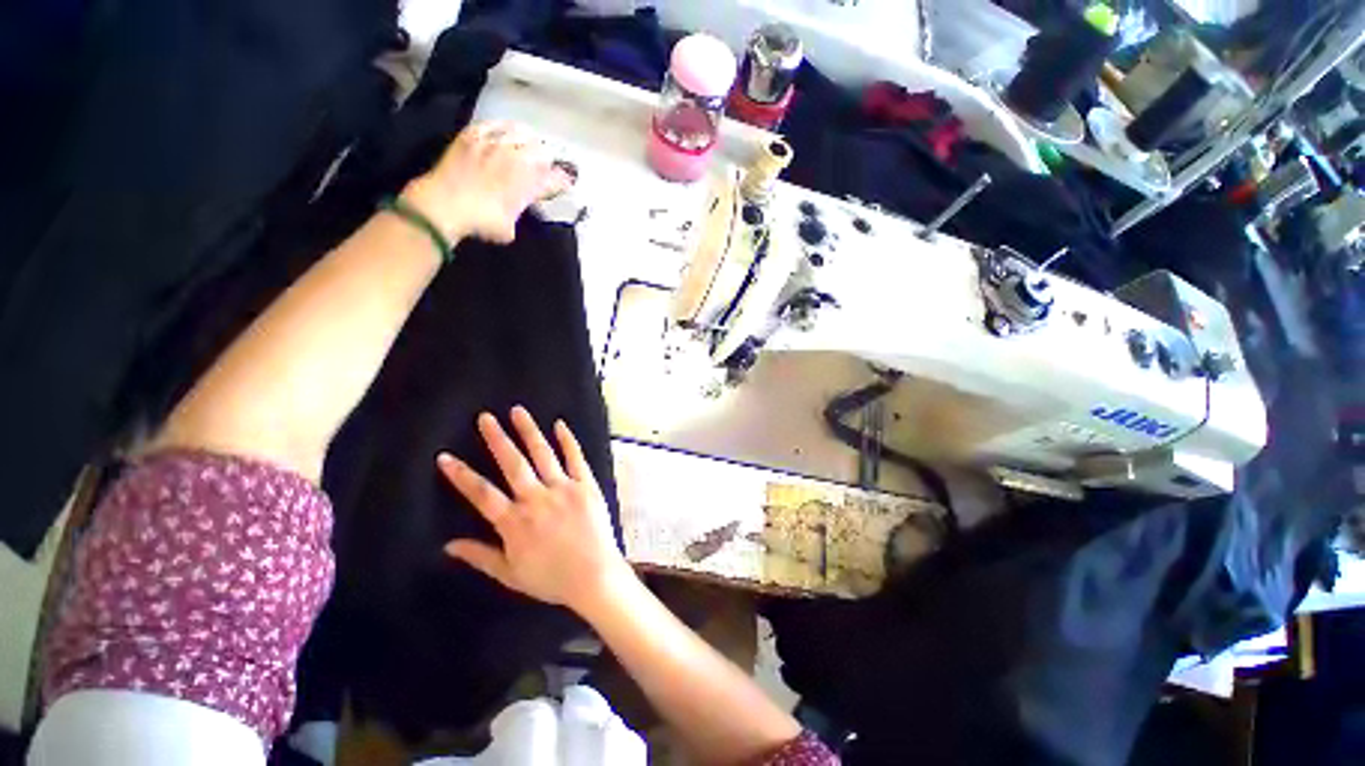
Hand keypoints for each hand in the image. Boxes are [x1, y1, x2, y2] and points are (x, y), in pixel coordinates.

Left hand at [403, 122, 570, 244]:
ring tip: (526, 146)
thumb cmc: (481, 221)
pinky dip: (503, 128)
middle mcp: (517, 158)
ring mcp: (494, 143)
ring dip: (527, 140)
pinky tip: (503, 132)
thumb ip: (520, 211)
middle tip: (543, 167)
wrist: (444, 204)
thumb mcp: (509, 227)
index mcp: (529, 182)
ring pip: (521, 131)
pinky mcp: (473, 134)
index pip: (555, 178)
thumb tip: (520, 205)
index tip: (566, 184)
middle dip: (545, 160)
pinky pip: (495, 124)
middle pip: (541, 151)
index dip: (562, 181)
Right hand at [438, 407, 631, 612]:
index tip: (445, 456)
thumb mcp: (510, 574)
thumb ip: (480, 556)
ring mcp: (564, 488)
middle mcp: (537, 499)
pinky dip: (567, 440)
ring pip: (543, 454)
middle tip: (485, 417)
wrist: (595, 576)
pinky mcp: (587, 485)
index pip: (482, 494)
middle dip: (497, 439)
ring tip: (517, 411)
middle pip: (513, 464)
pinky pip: (576, 458)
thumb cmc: (551, 578)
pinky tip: (560, 424)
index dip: (461, 475)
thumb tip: (447, 545)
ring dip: (529, 431)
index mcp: (515, 522)